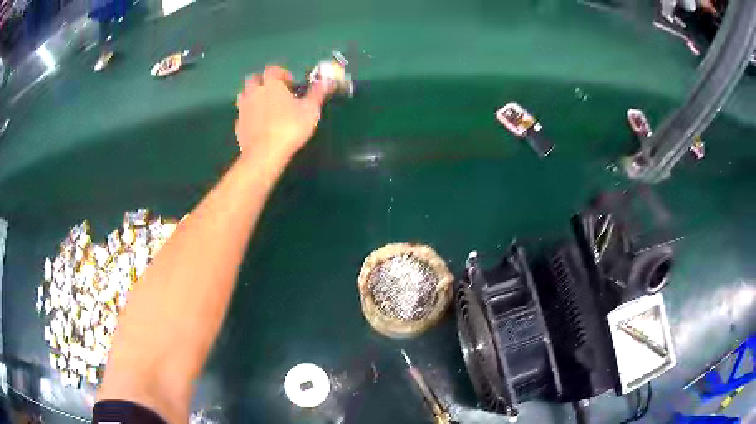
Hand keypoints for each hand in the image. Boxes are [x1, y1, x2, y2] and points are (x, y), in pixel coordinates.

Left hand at [235, 65, 329, 168]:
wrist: (264, 154)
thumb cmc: (289, 128)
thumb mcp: (310, 111)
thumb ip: (317, 94)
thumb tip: (326, 81)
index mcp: (271, 85)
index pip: (272, 70)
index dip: (281, 73)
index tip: (290, 82)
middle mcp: (254, 92)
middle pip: (254, 79)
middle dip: (264, 82)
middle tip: (275, 92)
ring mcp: (243, 108)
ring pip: (245, 94)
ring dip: (254, 95)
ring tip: (265, 106)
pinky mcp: (238, 125)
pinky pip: (243, 113)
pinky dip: (250, 113)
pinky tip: (259, 123)